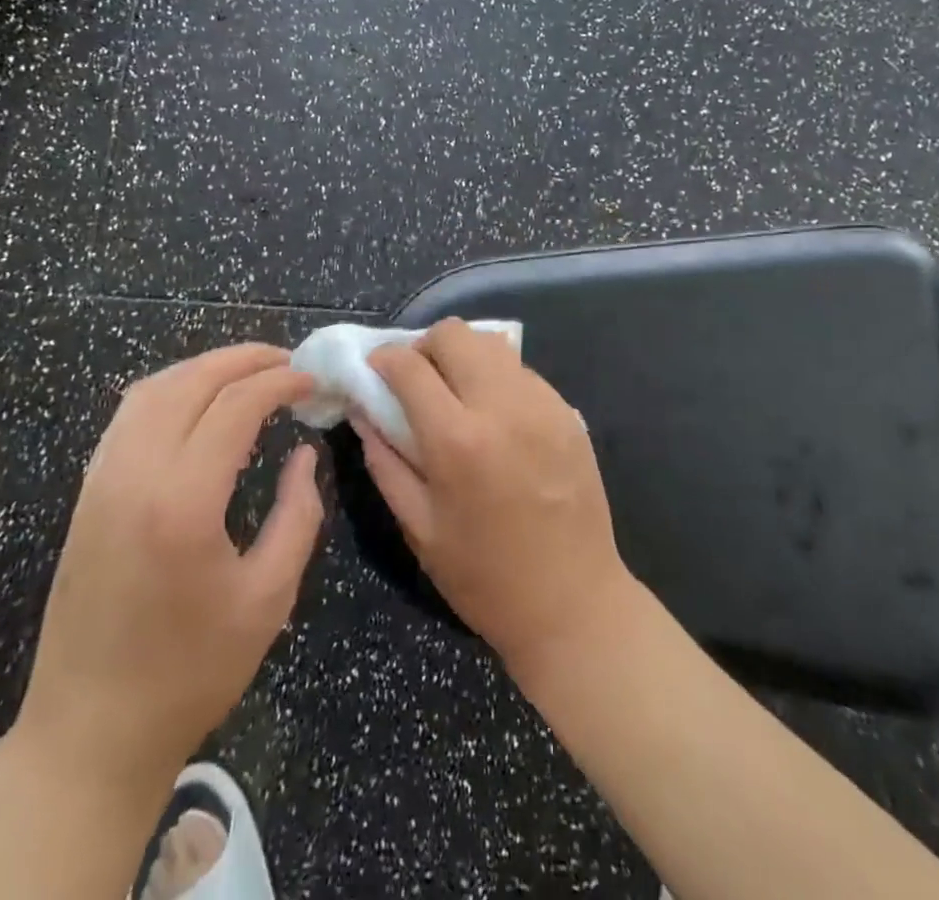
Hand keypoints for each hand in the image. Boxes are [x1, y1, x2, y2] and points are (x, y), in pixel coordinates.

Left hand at [11, 345, 322, 795]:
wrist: (90, 732)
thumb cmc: (191, 672)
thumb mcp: (269, 598)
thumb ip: (298, 515)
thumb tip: (303, 455)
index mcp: (183, 502)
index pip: (236, 405)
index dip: (279, 382)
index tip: (311, 381)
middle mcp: (135, 474)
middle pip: (191, 381)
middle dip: (244, 359)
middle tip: (287, 362)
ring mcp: (101, 480)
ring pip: (153, 389)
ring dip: (204, 368)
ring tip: (248, 371)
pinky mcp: (86, 493)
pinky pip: (128, 416)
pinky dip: (169, 390)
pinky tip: (196, 402)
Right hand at [360, 320, 637, 682]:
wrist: (574, 604)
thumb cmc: (485, 577)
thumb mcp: (419, 528)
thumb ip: (385, 462)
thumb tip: (363, 411)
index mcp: (456, 439)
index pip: (409, 365)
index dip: (384, 359)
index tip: (376, 370)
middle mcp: (501, 406)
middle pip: (454, 334)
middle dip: (425, 346)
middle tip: (417, 378)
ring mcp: (541, 404)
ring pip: (491, 344)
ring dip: (463, 356)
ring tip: (456, 392)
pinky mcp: (567, 411)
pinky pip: (522, 371)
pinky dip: (497, 377)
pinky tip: (494, 414)